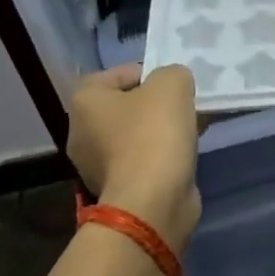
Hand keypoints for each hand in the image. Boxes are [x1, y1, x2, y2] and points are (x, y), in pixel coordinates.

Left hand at [66, 64, 200, 250]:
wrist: (152, 202)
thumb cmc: (154, 135)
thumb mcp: (172, 84)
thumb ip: (174, 74)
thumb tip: (175, 85)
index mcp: (85, 101)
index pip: (118, 74)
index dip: (150, 73)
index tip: (176, 84)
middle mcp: (82, 131)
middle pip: (126, 106)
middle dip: (157, 105)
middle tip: (186, 106)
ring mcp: (97, 165)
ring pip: (135, 135)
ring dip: (161, 131)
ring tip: (192, 130)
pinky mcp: (117, 188)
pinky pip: (142, 160)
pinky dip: (161, 156)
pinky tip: (183, 156)